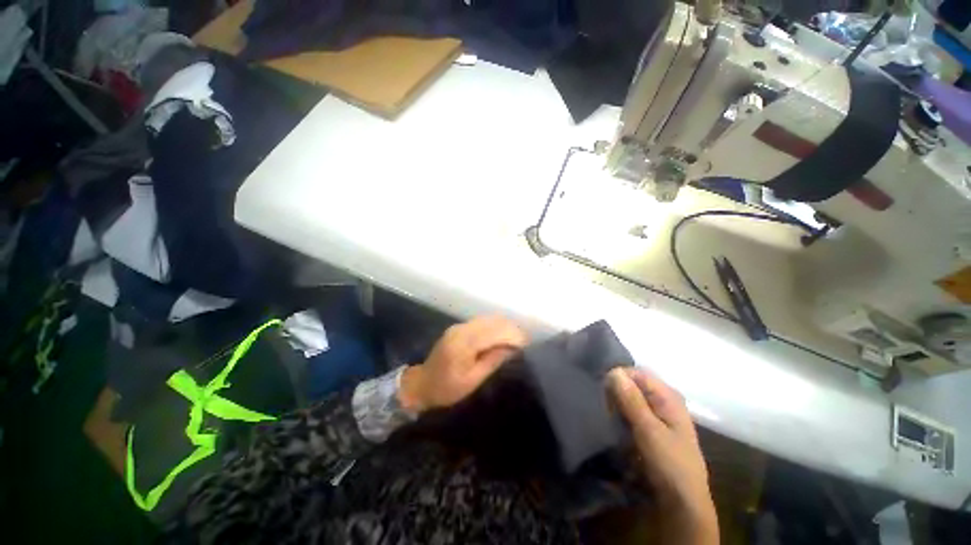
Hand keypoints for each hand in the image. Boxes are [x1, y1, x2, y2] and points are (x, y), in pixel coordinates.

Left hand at [398, 316, 526, 413]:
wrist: (422, 384)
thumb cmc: (447, 388)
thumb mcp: (472, 380)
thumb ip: (493, 361)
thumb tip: (513, 348)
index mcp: (464, 343)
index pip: (495, 332)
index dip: (513, 336)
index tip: (528, 345)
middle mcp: (462, 329)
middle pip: (493, 321)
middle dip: (512, 329)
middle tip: (525, 343)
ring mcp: (460, 326)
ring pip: (489, 319)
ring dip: (505, 326)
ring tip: (517, 340)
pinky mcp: (460, 327)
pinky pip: (483, 322)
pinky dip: (495, 326)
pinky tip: (502, 336)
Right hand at [608, 367, 717, 543]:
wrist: (683, 502)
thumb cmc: (670, 464)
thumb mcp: (649, 431)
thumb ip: (631, 400)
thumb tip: (613, 371)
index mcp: (668, 395)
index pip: (635, 373)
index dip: (617, 379)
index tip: (603, 394)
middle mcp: (664, 399)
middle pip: (632, 384)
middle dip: (616, 392)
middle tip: (606, 409)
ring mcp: (658, 413)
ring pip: (629, 397)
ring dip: (617, 405)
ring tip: (609, 418)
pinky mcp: (652, 425)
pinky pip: (631, 410)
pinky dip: (621, 414)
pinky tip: (616, 425)